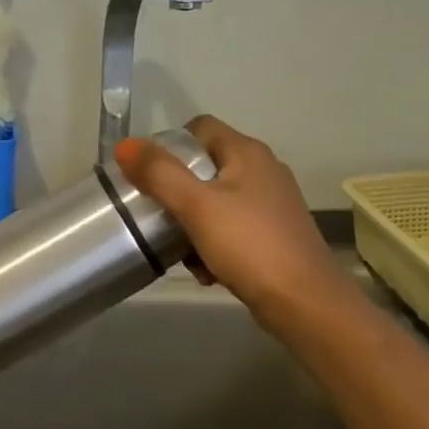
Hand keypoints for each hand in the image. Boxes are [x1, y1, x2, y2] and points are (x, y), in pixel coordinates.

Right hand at [115, 116, 356, 332]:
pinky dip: (214, 246)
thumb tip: (125, 145)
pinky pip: (232, 230)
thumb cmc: (248, 245)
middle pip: (205, 168)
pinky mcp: (273, 236)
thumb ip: (159, 174)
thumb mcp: (197, 206)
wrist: (303, 301)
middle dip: (178, 193)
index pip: (200, 128)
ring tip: (182, 252)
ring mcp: (271, 205)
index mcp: (247, 153)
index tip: (146, 175)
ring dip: (193, 226)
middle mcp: (263, 171)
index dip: (169, 145)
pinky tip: (208, 271)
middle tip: (158, 218)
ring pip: (216, 204)